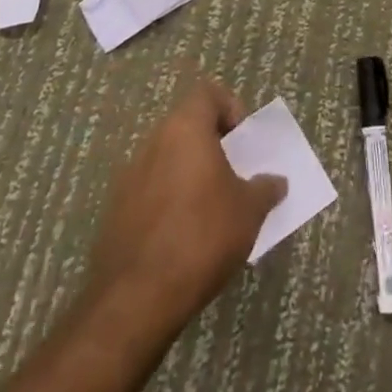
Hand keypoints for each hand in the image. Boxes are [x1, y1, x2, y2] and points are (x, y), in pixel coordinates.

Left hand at [85, 77, 286, 342]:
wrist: (136, 298)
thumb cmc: (202, 236)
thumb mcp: (249, 211)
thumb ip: (265, 188)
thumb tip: (276, 181)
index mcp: (185, 128)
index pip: (208, 93)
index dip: (231, 108)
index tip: (243, 141)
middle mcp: (153, 142)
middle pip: (187, 126)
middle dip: (212, 145)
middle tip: (234, 175)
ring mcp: (129, 177)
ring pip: (167, 159)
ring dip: (190, 174)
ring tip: (212, 209)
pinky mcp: (115, 212)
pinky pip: (150, 190)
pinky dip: (169, 201)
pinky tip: (184, 236)